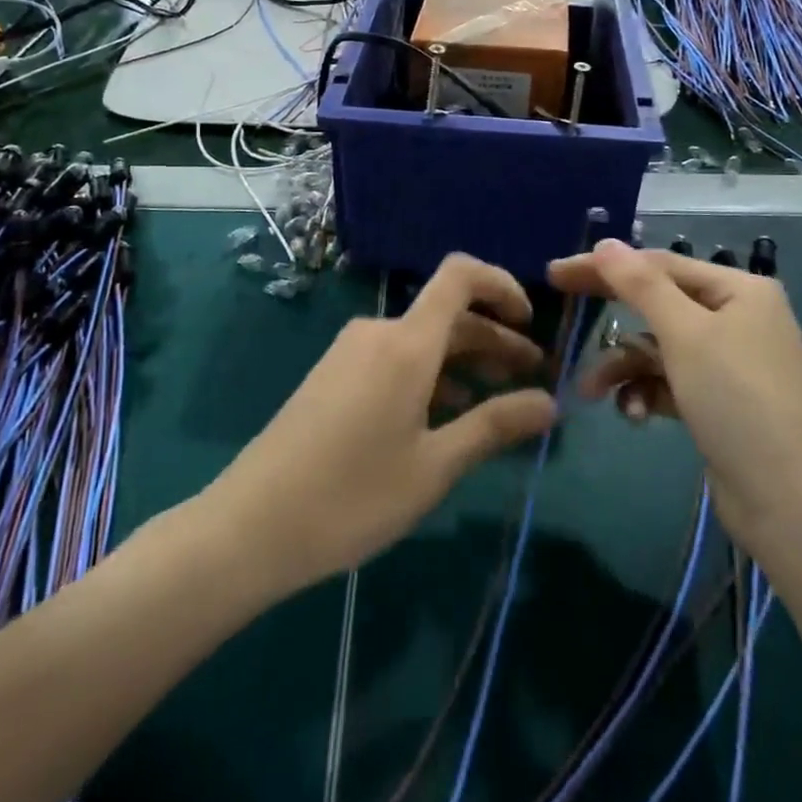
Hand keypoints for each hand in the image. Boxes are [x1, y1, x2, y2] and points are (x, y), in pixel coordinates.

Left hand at [205, 254, 557, 595]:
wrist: (251, 526)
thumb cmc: (352, 496)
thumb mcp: (434, 466)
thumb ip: (494, 427)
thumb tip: (549, 404)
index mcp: (406, 343)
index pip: (460, 275)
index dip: (502, 285)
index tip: (530, 324)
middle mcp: (379, 332)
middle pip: (448, 314)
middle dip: (495, 339)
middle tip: (533, 378)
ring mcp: (352, 352)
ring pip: (423, 340)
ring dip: (465, 362)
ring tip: (497, 402)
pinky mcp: (335, 374)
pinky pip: (396, 358)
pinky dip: (431, 375)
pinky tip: (445, 417)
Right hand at [548, 239, 801, 550]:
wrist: (794, 503)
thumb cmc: (739, 401)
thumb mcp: (685, 334)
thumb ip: (640, 286)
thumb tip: (605, 243)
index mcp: (737, 290)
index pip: (658, 265)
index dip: (605, 267)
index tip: (556, 274)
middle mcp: (735, 317)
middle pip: (657, 304)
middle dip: (612, 318)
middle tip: (563, 312)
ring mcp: (728, 362)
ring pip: (658, 348)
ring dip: (624, 367)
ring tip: (594, 393)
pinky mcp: (717, 402)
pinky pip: (669, 382)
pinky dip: (647, 393)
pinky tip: (636, 416)